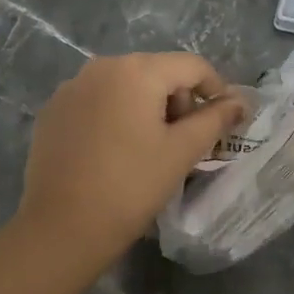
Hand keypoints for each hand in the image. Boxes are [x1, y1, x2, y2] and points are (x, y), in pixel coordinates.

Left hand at [17, 52, 246, 269]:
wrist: (62, 228)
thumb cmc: (132, 186)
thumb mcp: (183, 151)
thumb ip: (215, 119)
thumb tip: (239, 102)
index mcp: (136, 70)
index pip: (191, 66)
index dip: (216, 89)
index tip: (225, 120)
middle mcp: (101, 66)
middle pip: (157, 71)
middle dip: (179, 100)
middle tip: (186, 141)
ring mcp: (71, 87)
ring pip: (125, 85)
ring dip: (148, 107)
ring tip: (151, 147)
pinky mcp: (53, 111)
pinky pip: (97, 101)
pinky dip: (116, 116)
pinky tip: (116, 152)